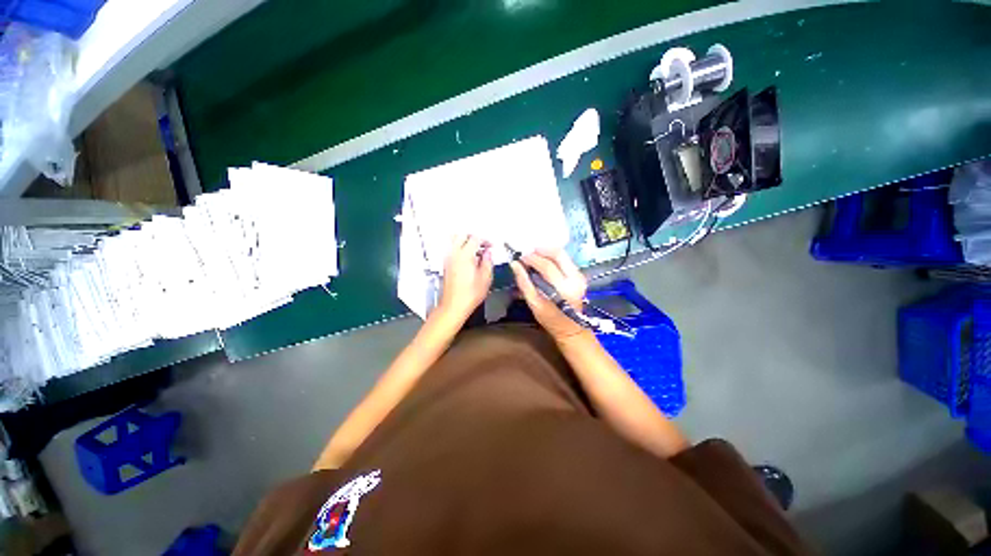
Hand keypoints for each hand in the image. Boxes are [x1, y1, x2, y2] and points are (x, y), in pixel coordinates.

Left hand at [437, 235, 492, 321]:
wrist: (454, 305)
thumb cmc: (470, 294)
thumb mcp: (486, 278)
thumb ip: (488, 262)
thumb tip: (488, 253)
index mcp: (465, 255)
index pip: (475, 238)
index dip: (485, 240)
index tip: (491, 246)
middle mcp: (454, 254)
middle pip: (462, 235)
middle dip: (474, 237)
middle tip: (483, 245)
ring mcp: (448, 258)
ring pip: (454, 240)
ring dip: (465, 241)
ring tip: (475, 250)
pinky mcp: (445, 264)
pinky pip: (452, 249)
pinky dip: (460, 248)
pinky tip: (469, 258)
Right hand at [509, 249, 587, 341]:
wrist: (571, 329)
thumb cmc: (551, 319)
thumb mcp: (534, 303)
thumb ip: (524, 283)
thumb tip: (514, 264)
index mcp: (564, 288)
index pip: (547, 266)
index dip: (532, 259)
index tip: (520, 257)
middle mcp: (575, 278)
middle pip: (558, 254)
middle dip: (540, 250)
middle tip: (527, 253)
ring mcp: (579, 276)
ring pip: (562, 255)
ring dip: (546, 252)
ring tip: (533, 257)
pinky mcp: (580, 276)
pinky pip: (565, 260)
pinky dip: (552, 257)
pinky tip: (542, 261)